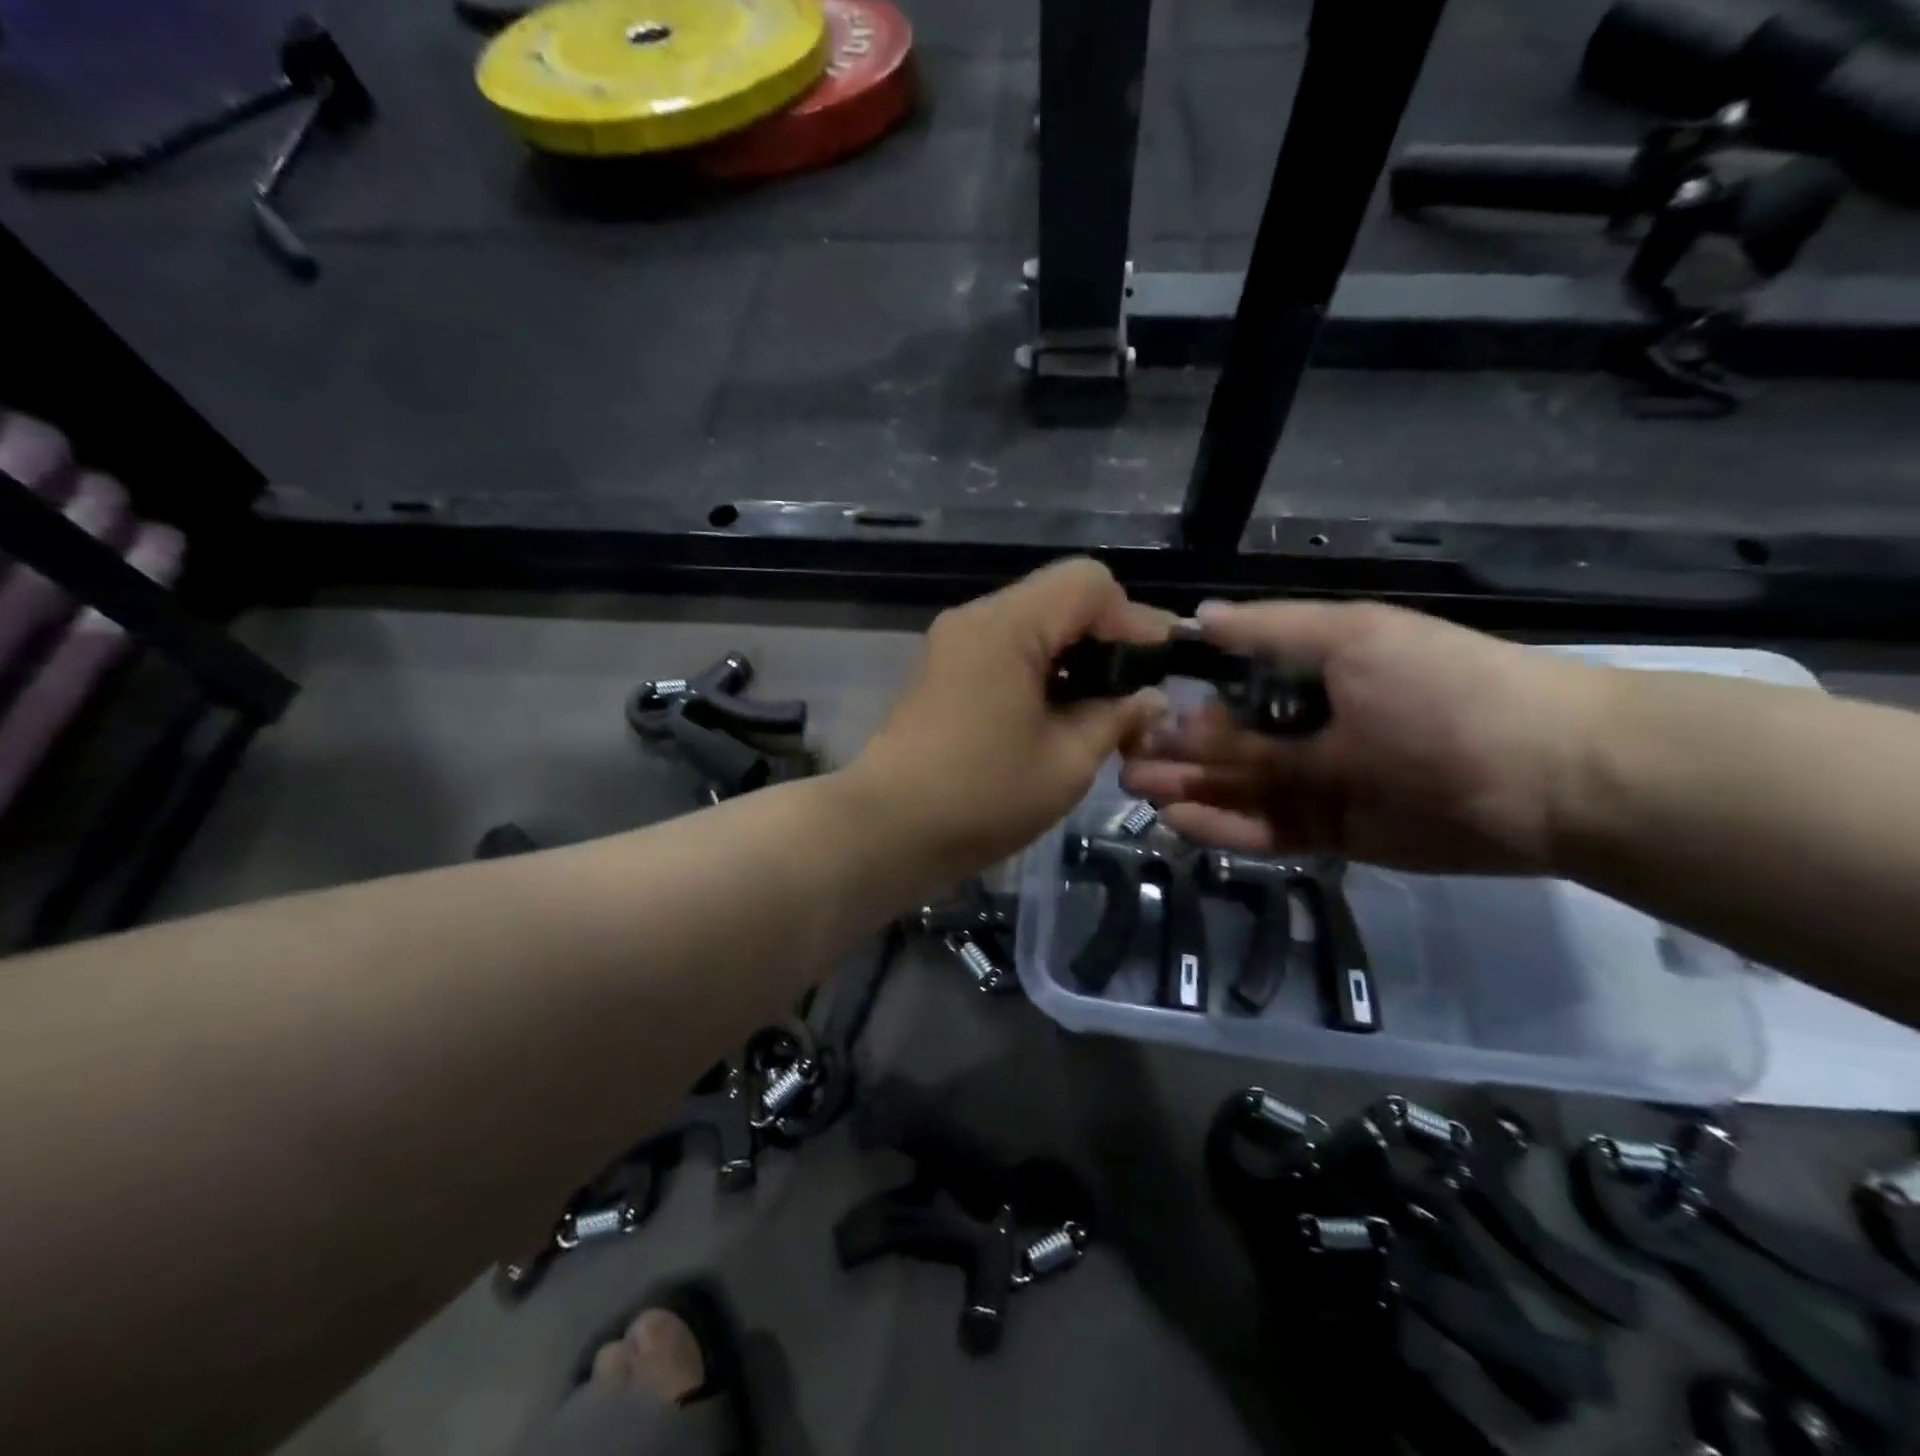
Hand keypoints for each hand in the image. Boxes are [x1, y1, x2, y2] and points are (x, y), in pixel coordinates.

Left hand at [851, 559, 1171, 876]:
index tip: (1160, 667)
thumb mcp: (1066, 762)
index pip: (1088, 583)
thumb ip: (1116, 718)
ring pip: (1034, 623)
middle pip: (1060, 597)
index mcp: (1007, 626)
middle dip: (1107, 637)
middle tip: (1136, 691)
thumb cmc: (981, 797)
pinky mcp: (944, 670)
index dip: (1134, 618)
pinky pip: (1007, 648)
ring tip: (1104, 708)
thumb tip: (1151, 699)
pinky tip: (1060, 713)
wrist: (886, 830)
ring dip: (1075, 655)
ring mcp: (954, 643)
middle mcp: (976, 619)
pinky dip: (1043, 669)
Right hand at [1121, 601, 1607, 873]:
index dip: (1183, 694)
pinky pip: (1265, 830)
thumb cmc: (1444, 690)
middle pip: (1226, 742)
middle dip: (1174, 748)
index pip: (1230, 683)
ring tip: (1141, 790)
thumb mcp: (1357, 639)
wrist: (1550, 776)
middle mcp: (1309, 728)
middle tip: (1125, 758)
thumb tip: (1198, 617)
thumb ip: (1274, 632)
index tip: (1137, 704)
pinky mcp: (1332, 834)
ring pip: (1237, 788)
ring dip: (1188, 787)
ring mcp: (1319, 784)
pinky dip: (1224, 827)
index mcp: (1314, 674)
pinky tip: (1181, 821)